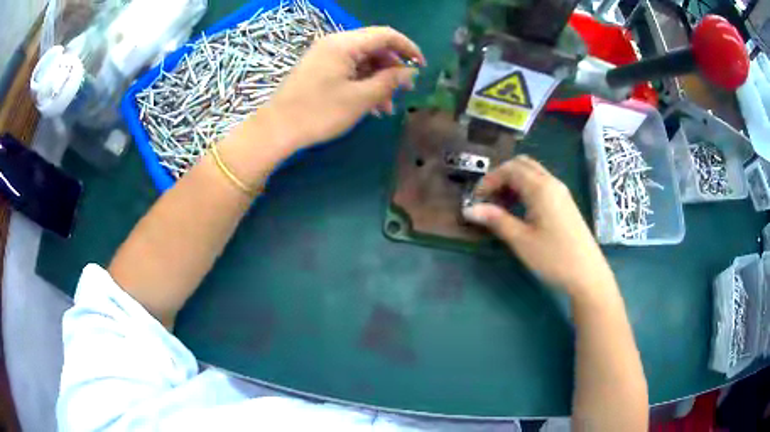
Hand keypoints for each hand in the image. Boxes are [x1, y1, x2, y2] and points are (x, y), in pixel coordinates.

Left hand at [262, 26, 424, 149]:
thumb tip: (410, 72)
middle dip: (392, 68)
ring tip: (387, 108)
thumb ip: (389, 81)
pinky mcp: (318, 68)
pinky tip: (370, 105)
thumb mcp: (360, 98)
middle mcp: (335, 43)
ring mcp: (325, 55)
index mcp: (345, 43)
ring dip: (378, 80)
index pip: (386, 35)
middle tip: (404, 92)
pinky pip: (348, 69)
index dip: (408, 48)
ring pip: (362, 60)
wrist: (276, 128)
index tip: (422, 67)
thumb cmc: (319, 112)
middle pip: (374, 47)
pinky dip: (362, 83)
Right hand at [463, 155, 614, 298]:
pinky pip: (541, 184)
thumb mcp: (521, 240)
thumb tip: (469, 209)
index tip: (477, 199)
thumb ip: (496, 220)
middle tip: (489, 198)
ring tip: (502, 206)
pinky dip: (526, 188)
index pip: (510, 169)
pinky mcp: (565, 202)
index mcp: (540, 188)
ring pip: (533, 173)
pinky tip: (521, 210)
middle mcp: (552, 183)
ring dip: (514, 182)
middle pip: (522, 164)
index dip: (490, 179)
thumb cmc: (553, 257)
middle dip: (501, 176)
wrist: (587, 273)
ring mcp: (561, 192)